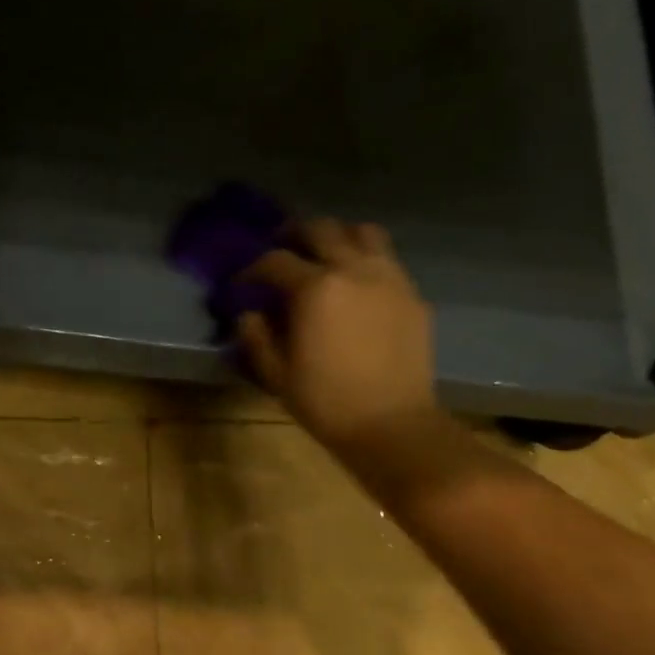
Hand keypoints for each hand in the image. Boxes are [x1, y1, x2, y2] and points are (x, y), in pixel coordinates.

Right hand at [236, 218, 437, 455]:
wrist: (393, 425)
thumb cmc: (326, 402)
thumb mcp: (276, 374)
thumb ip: (257, 337)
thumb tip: (249, 314)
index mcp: (315, 288)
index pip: (275, 261)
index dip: (252, 269)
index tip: (242, 283)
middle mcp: (353, 270)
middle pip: (321, 229)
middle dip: (295, 234)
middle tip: (282, 249)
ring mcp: (389, 278)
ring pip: (363, 232)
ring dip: (338, 236)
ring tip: (325, 254)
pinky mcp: (413, 295)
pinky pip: (388, 260)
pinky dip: (367, 260)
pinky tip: (357, 285)